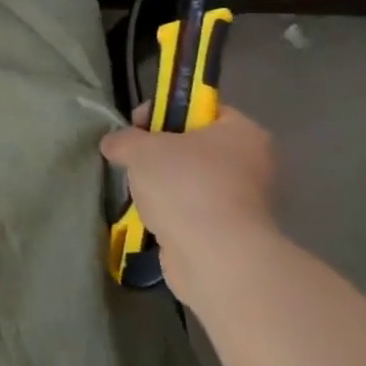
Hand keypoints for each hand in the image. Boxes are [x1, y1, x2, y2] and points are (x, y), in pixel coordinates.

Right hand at [101, 105, 278, 303]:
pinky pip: (192, 211)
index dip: (163, 111)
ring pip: (191, 181)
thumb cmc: (184, 186)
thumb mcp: (141, 149)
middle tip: (133, 161)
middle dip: (158, 153)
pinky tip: (151, 218)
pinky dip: (171, 213)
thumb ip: (124, 139)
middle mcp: (251, 163)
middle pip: (193, 146)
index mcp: (242, 132)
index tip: (135, 127)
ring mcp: (243, 200)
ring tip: (139, 194)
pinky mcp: (230, 232)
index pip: (201, 108)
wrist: (213, 256)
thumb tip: (114, 143)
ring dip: (163, 185)